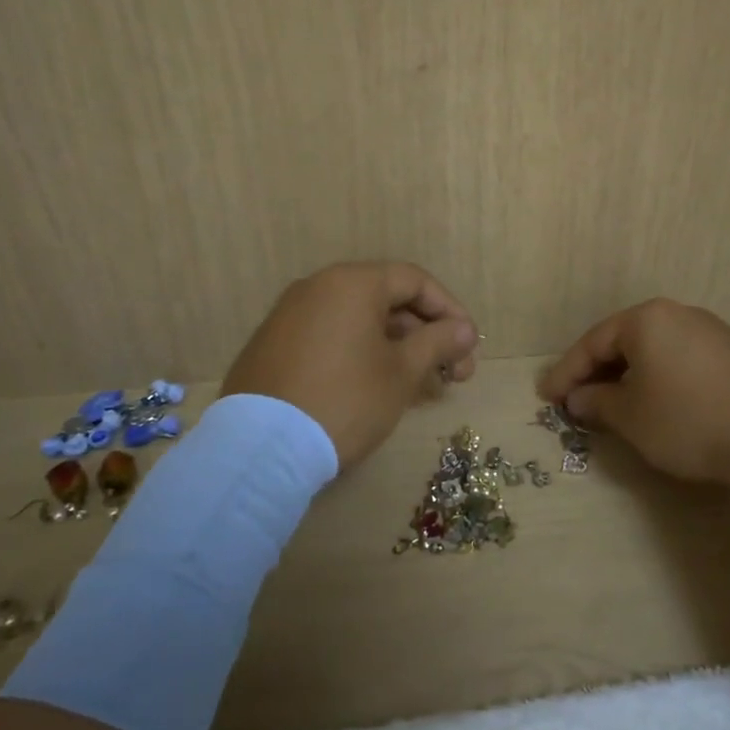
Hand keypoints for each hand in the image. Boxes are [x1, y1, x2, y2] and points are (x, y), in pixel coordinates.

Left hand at [222, 262, 478, 468]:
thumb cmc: (345, 400)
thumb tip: (465, 329)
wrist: (260, 448)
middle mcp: (317, 287)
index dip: (450, 311)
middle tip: (453, 374)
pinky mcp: (273, 346)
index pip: (415, 280)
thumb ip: (438, 342)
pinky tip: (376, 387)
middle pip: (386, 299)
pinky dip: (361, 353)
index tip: (469, 346)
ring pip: (359, 321)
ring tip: (421, 386)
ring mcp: (289, 316)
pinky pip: (330, 337)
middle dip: (426, 335)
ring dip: (397, 347)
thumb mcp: (402, 373)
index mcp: (351, 283)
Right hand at [537, 299, 729, 488]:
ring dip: (629, 377)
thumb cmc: (687, 419)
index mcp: (647, 319)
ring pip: (655, 351)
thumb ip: (597, 403)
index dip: (566, 372)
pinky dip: (660, 380)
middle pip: (625, 341)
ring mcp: (712, 333)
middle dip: (598, 372)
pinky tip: (659, 405)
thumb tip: (579, 399)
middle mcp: (679, 315)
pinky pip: (682, 361)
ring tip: (614, 405)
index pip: (593, 342)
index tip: (546, 397)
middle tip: (576, 400)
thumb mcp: (631, 417)